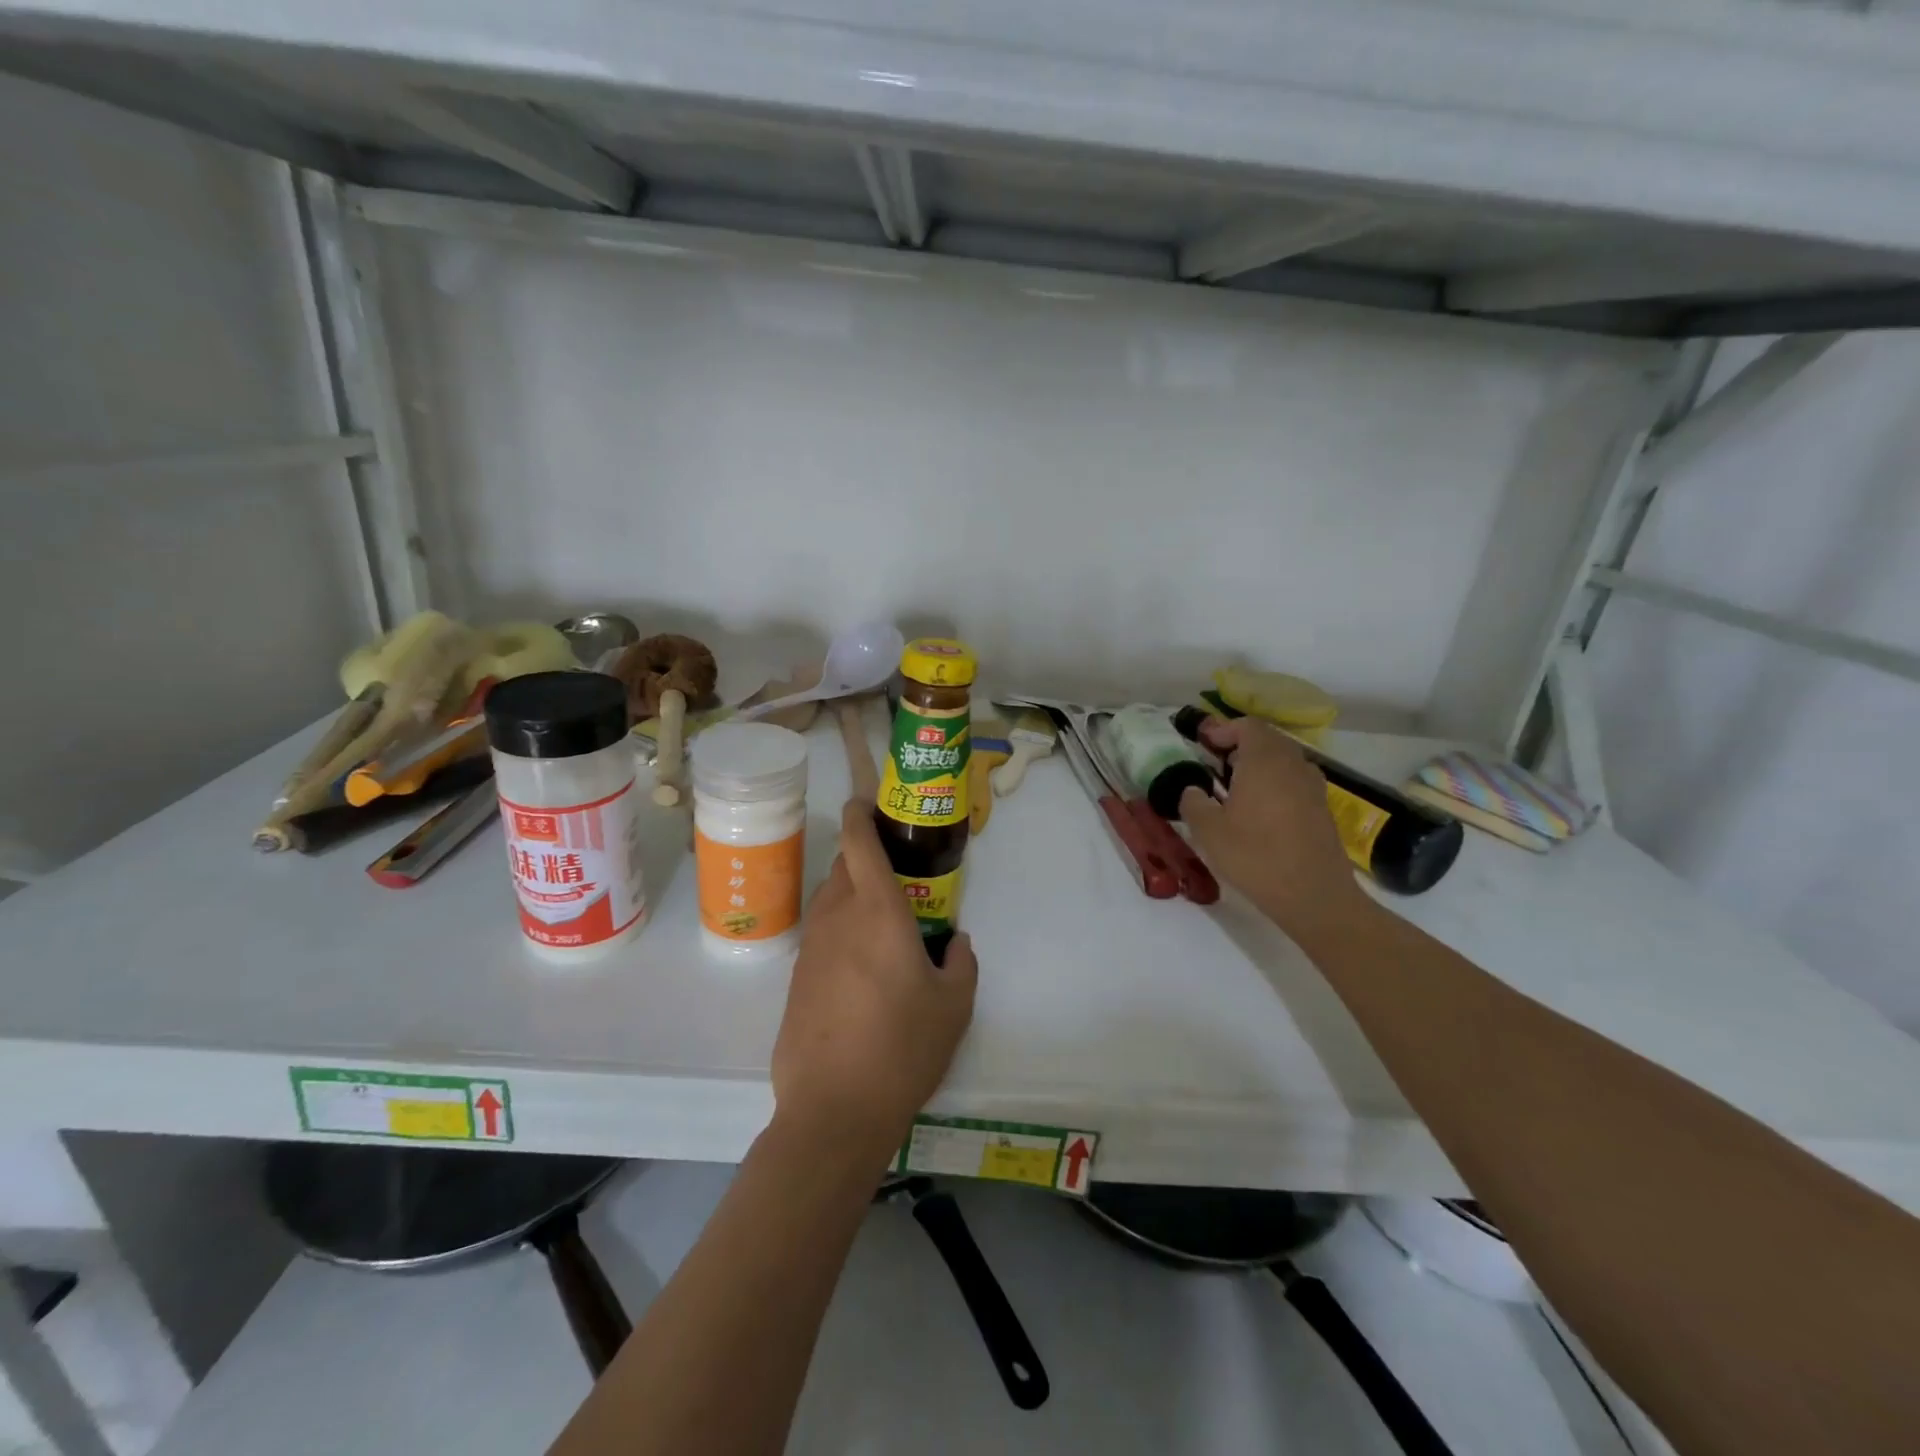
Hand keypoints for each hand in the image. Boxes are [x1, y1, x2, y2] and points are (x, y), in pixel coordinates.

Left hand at [770, 799, 978, 1156]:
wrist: (833, 1110)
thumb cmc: (902, 1048)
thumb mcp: (954, 1006)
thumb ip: (960, 963)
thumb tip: (955, 943)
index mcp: (877, 911)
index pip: (859, 840)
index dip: (861, 813)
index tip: (870, 803)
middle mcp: (837, 917)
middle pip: (844, 865)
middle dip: (866, 856)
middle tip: (899, 874)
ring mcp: (811, 947)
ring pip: (831, 899)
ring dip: (853, 895)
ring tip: (884, 924)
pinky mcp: (796, 978)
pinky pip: (822, 935)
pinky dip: (841, 932)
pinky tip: (862, 969)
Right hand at [1178, 719, 1366, 932]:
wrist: (1314, 896)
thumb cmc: (1255, 856)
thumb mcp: (1208, 831)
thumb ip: (1193, 803)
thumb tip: (1192, 790)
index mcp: (1264, 760)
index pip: (1246, 726)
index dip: (1223, 729)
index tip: (1203, 742)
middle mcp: (1293, 764)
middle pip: (1267, 740)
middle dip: (1240, 744)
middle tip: (1215, 762)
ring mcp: (1313, 786)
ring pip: (1283, 760)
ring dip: (1259, 765)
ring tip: (1235, 786)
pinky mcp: (1322, 809)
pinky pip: (1294, 782)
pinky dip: (1275, 784)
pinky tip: (1259, 810)